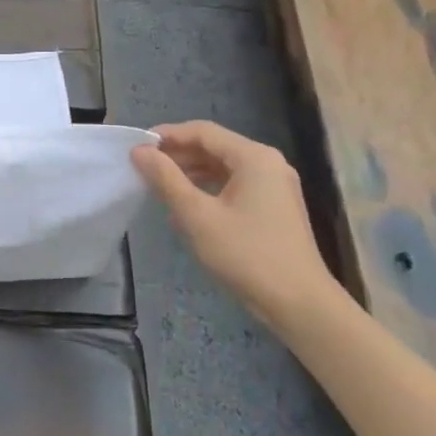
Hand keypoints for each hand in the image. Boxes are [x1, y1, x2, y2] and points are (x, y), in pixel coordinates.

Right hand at [132, 121, 330, 323]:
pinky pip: (235, 184)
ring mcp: (275, 186)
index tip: (136, 148)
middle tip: (143, 167)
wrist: (299, 304)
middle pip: (214, 146)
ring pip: (224, 166)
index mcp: (254, 157)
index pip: (202, 131)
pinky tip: (187, 204)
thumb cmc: (246, 254)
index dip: (167, 135)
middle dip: (178, 154)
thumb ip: (166, 179)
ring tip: (159, 185)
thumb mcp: (197, 215)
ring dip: (191, 171)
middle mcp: (268, 163)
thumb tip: (139, 151)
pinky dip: (208, 187)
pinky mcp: (275, 207)